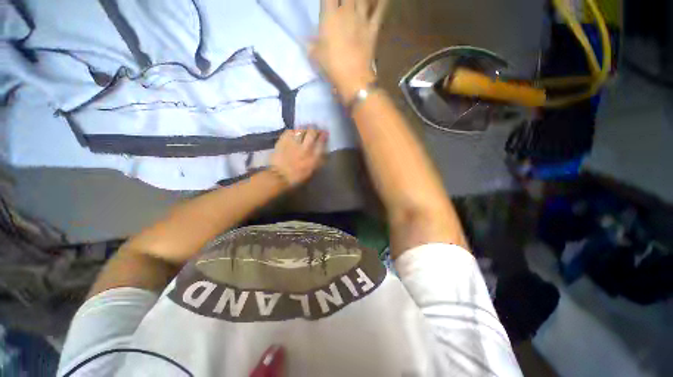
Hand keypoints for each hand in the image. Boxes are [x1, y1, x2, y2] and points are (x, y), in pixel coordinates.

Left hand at [269, 128, 327, 187]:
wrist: (279, 177)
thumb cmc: (297, 177)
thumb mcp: (312, 172)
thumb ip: (319, 161)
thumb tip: (323, 152)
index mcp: (314, 157)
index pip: (321, 142)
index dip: (324, 136)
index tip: (325, 133)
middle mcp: (305, 148)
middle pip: (313, 132)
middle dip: (316, 129)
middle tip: (316, 129)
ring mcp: (294, 143)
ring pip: (302, 129)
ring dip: (305, 128)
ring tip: (306, 128)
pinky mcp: (283, 140)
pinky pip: (290, 131)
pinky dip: (294, 130)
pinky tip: (295, 132)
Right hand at [310, 0, 388, 99]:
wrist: (353, 78)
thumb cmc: (331, 66)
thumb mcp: (315, 56)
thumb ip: (311, 46)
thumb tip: (308, 43)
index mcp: (330, 15)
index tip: (328, 3)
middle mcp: (346, 11)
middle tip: (343, 4)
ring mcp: (361, 19)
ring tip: (355, 3)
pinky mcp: (372, 29)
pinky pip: (380, 11)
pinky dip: (382, 3)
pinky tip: (383, 0)